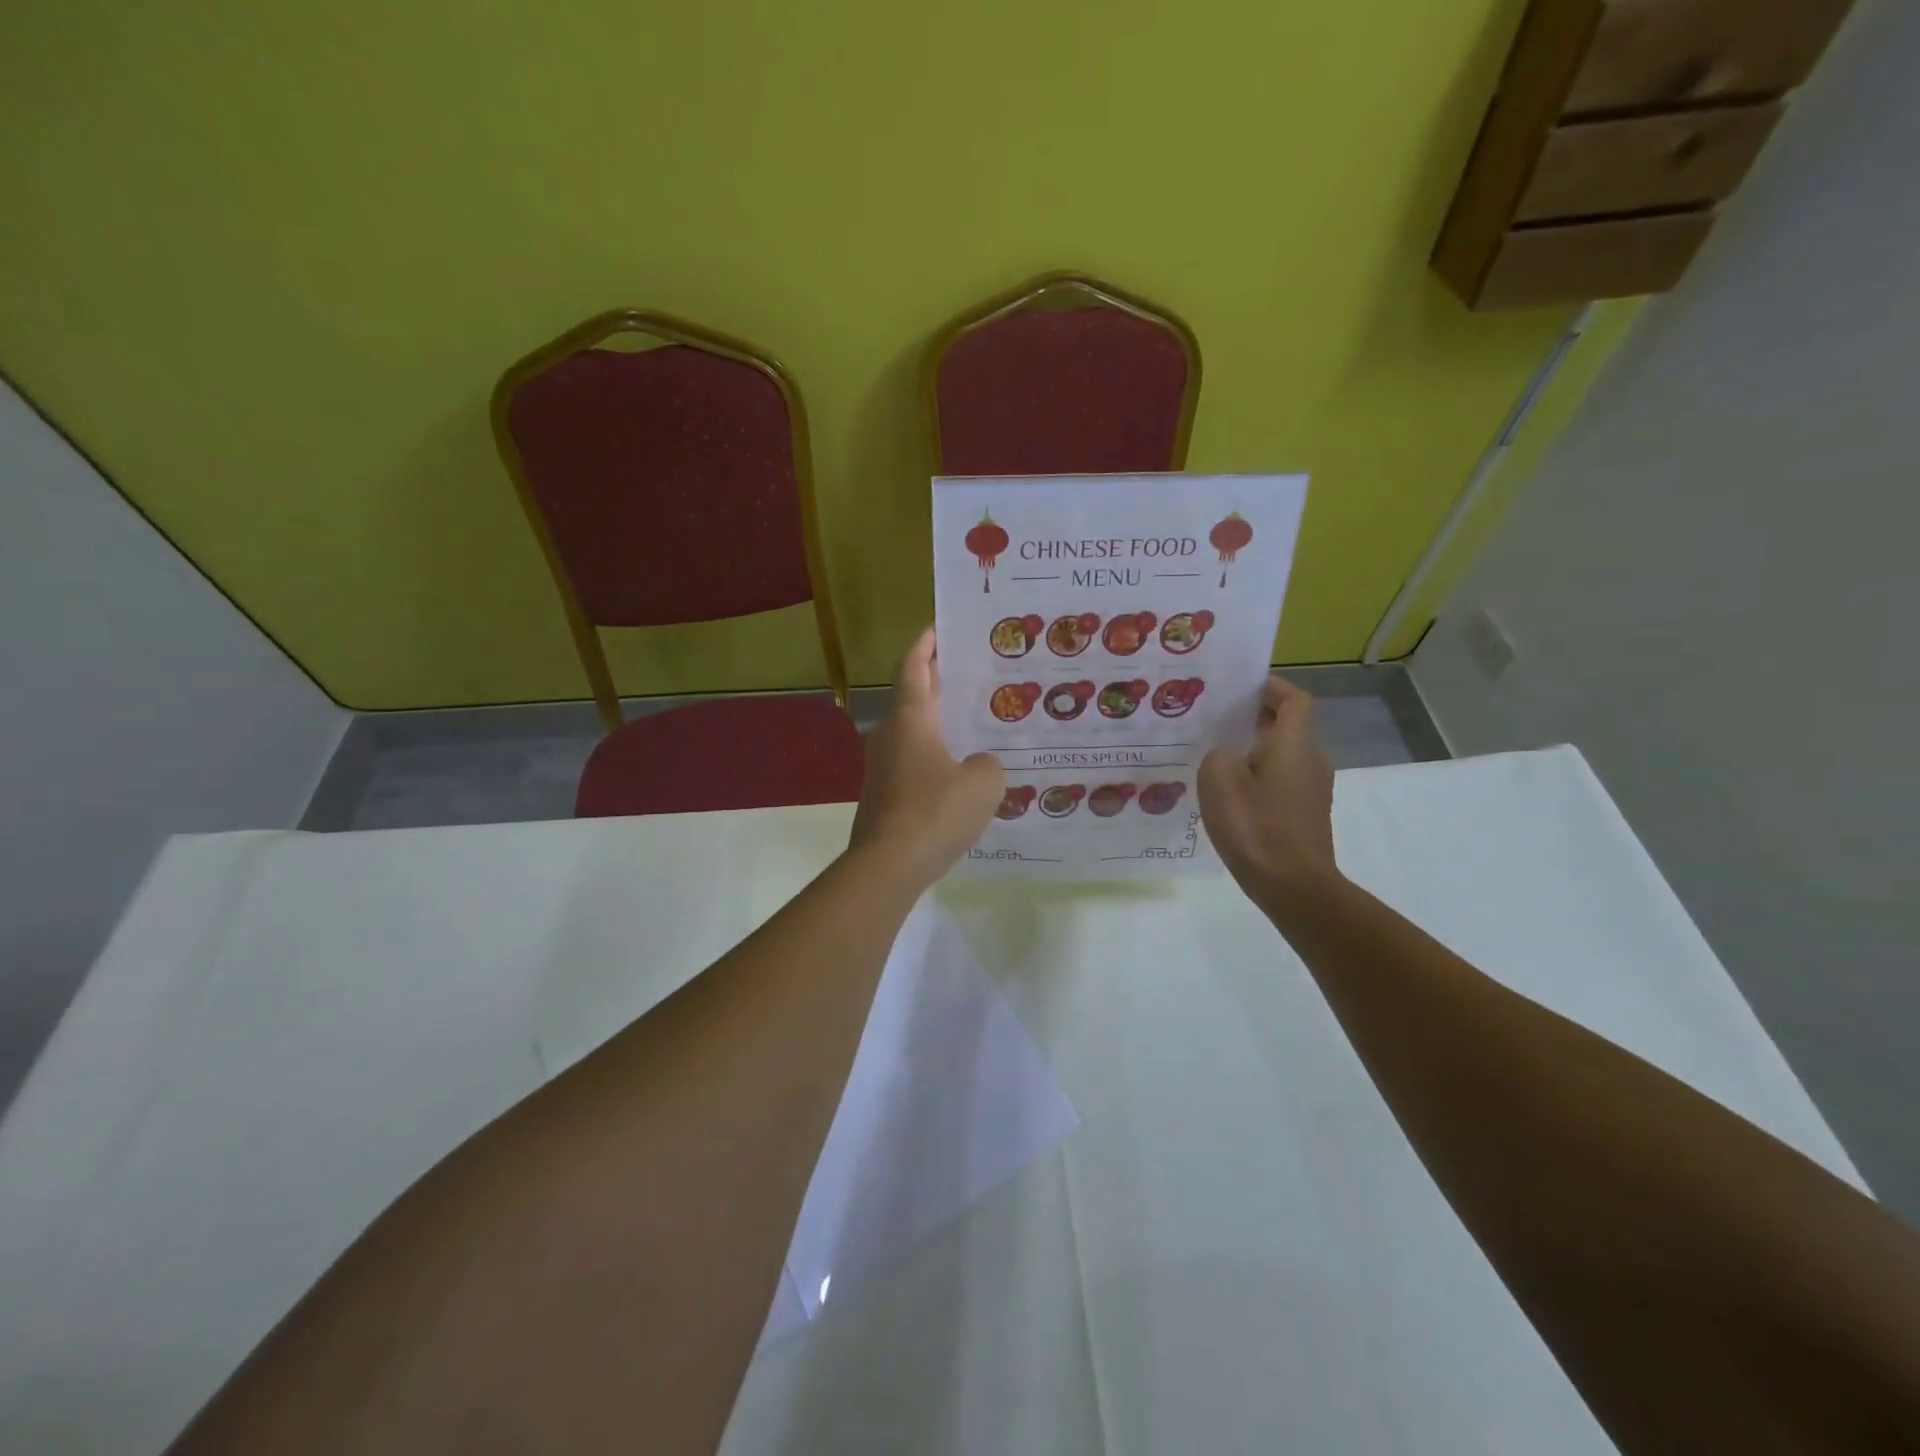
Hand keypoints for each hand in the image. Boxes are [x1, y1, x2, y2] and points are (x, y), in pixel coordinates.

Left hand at [849, 628, 1005, 889]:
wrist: (888, 866)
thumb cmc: (935, 812)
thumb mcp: (983, 784)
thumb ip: (989, 765)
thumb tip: (978, 766)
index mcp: (910, 721)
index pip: (914, 670)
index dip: (925, 647)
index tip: (935, 629)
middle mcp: (890, 737)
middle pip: (913, 699)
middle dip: (936, 683)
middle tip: (966, 673)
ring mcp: (882, 769)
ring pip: (913, 734)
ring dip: (936, 725)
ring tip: (970, 725)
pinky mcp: (883, 797)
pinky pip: (913, 765)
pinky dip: (933, 758)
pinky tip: (958, 774)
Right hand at [1198, 675, 1338, 910]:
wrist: (1294, 887)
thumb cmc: (1256, 826)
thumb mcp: (1218, 779)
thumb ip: (1218, 753)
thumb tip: (1226, 754)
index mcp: (1294, 744)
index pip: (1294, 699)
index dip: (1271, 687)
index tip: (1240, 687)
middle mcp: (1311, 760)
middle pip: (1287, 727)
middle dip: (1253, 718)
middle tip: (1214, 721)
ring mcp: (1312, 791)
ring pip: (1282, 756)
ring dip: (1253, 750)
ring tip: (1214, 757)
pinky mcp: (1305, 815)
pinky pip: (1281, 782)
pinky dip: (1258, 777)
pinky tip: (1228, 795)